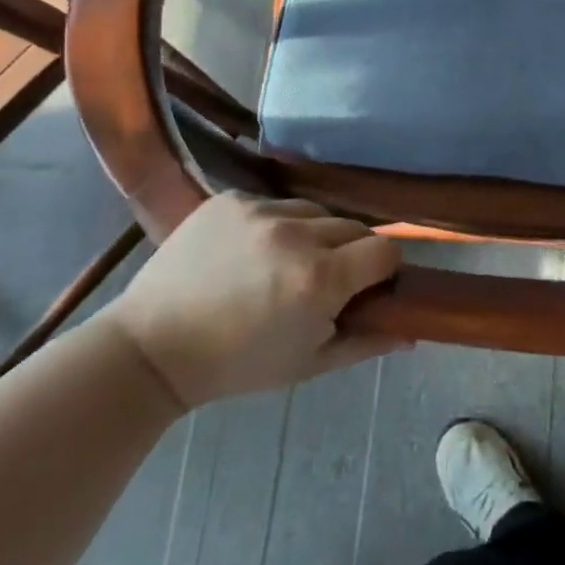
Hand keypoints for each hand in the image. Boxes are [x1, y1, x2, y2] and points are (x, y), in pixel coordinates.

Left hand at [103, 195, 401, 410]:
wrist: (153, 346)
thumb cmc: (238, 365)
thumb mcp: (309, 364)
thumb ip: (367, 342)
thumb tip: (412, 331)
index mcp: (320, 279)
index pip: (385, 251)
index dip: (383, 269)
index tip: (367, 286)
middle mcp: (297, 234)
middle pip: (354, 228)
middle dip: (349, 254)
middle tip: (322, 281)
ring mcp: (260, 211)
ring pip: (316, 212)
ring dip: (313, 234)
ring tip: (283, 263)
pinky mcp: (231, 199)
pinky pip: (275, 202)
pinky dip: (275, 224)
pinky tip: (251, 251)